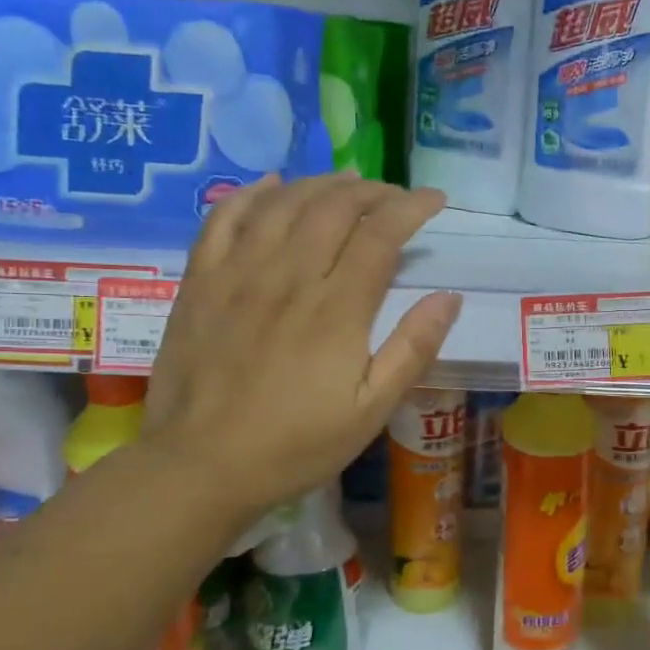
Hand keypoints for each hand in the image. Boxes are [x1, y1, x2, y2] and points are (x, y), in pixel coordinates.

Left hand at [143, 175, 460, 519]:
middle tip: (395, 196)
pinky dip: (252, 193)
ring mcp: (238, 274)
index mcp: (337, 310)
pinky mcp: (200, 282)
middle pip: (334, 207)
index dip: (412, 208)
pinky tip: (272, 185)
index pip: (381, 235)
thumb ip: (412, 349)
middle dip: (373, 191)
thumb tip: (449, 297)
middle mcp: (288, 277)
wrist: (201, 467)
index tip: (435, 201)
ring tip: (348, 183)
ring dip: (321, 184)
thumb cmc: (296, 445)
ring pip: (284, 203)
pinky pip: (224, 218)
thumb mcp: (371, 410)